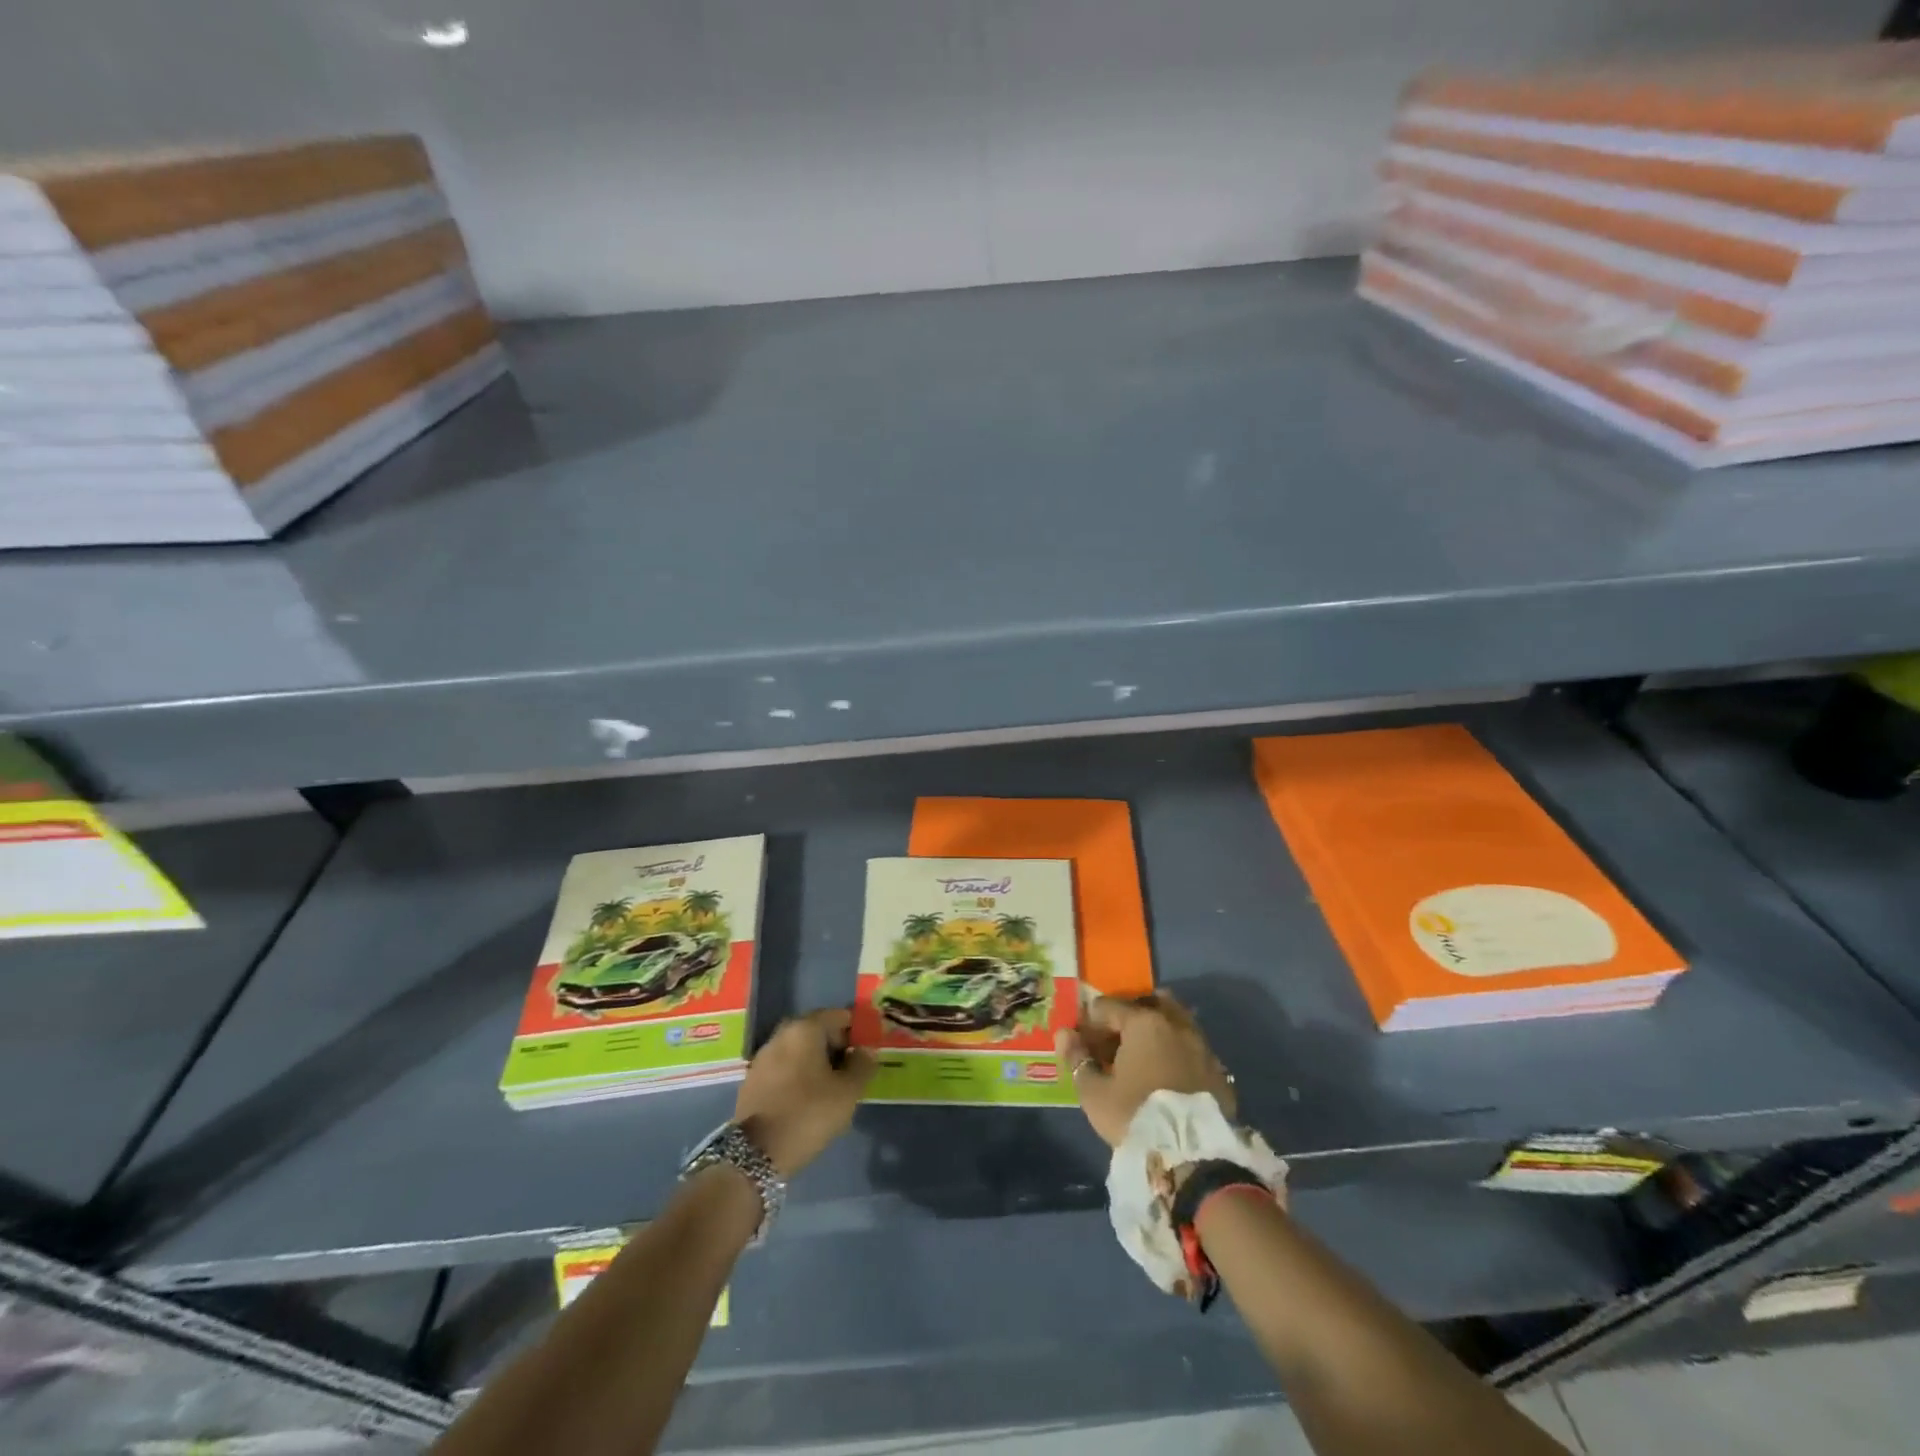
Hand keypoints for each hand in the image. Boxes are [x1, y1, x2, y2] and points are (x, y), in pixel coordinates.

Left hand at [734, 1008, 875, 1176]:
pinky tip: (806, 1099)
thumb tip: (865, 1050)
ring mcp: (763, 1056)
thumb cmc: (808, 1114)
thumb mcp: (847, 1092)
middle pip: (816, 1031)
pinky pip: (783, 1067)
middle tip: (850, 1072)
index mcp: (804, 1029)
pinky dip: (797, 1075)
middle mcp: (781, 1034)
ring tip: (829, 1088)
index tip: (865, 1054)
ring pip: (798, 1050)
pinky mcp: (752, 1079)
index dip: (856, 1032)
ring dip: (815, 1062)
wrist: (755, 1154)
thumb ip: (862, 1065)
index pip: (838, 1016)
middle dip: (835, 1047)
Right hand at [1056, 993, 1234, 1147]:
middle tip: (1113, 1044)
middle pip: (1147, 1005)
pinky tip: (1167, 1077)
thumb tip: (1064, 1034)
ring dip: (1156, 1033)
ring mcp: (1202, 1047)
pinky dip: (1177, 1054)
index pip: (1108, 1007)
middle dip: (1127, 1018)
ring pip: (1174, 1024)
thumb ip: (1077, 1059)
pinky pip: (1192, 1050)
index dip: (1090, 1023)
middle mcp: (1176, 1024)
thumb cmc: (1135, 1116)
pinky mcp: (1219, 1073)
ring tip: (1140, 1059)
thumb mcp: (1094, 1092)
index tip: (1082, 1043)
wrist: (1193, 1159)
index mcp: (1143, 1022)